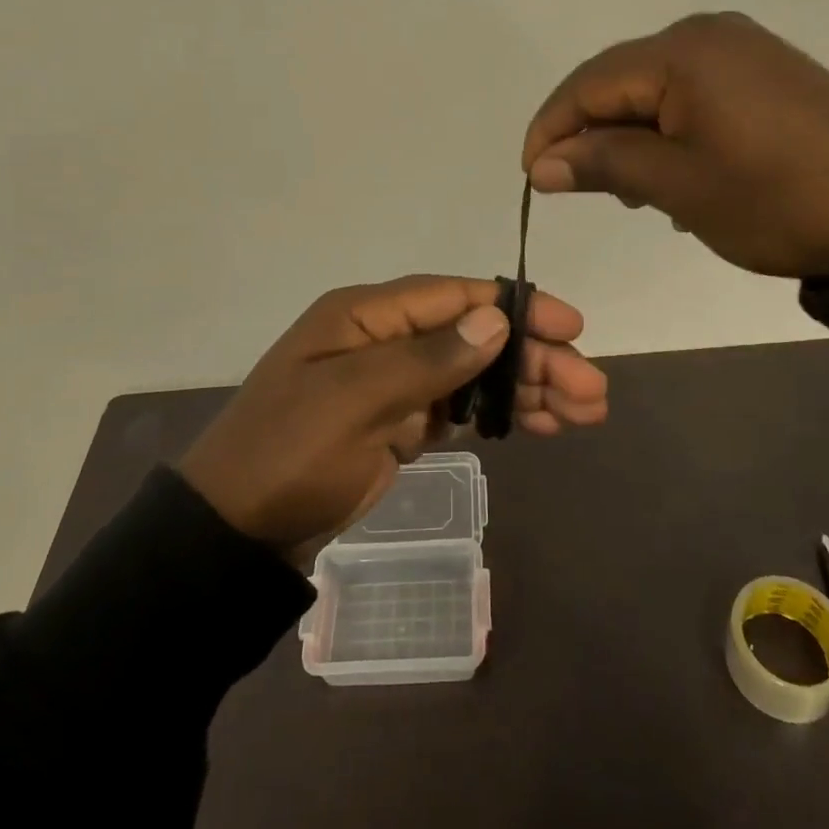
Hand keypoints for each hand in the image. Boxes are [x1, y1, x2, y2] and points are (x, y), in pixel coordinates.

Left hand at [178, 276, 607, 552]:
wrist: (236, 530)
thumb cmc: (289, 453)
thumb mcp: (353, 401)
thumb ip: (427, 359)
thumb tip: (495, 320)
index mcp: (367, 315)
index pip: (455, 297)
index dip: (516, 308)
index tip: (570, 327)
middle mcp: (386, 338)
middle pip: (474, 335)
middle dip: (534, 358)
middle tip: (591, 390)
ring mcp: (394, 382)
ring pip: (475, 372)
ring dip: (527, 387)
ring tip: (584, 411)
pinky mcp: (399, 423)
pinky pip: (460, 408)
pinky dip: (501, 414)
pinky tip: (542, 425)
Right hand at [522, 12, 828, 278]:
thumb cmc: (779, 200)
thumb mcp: (679, 187)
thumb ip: (603, 164)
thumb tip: (540, 164)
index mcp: (682, 52)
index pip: (588, 84)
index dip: (551, 129)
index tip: (531, 178)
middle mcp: (709, 34)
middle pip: (620, 81)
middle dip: (592, 134)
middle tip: (584, 190)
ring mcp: (744, 50)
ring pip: (656, 90)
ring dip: (632, 136)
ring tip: (635, 192)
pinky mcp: (770, 73)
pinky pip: (695, 95)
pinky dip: (671, 132)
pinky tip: (680, 173)